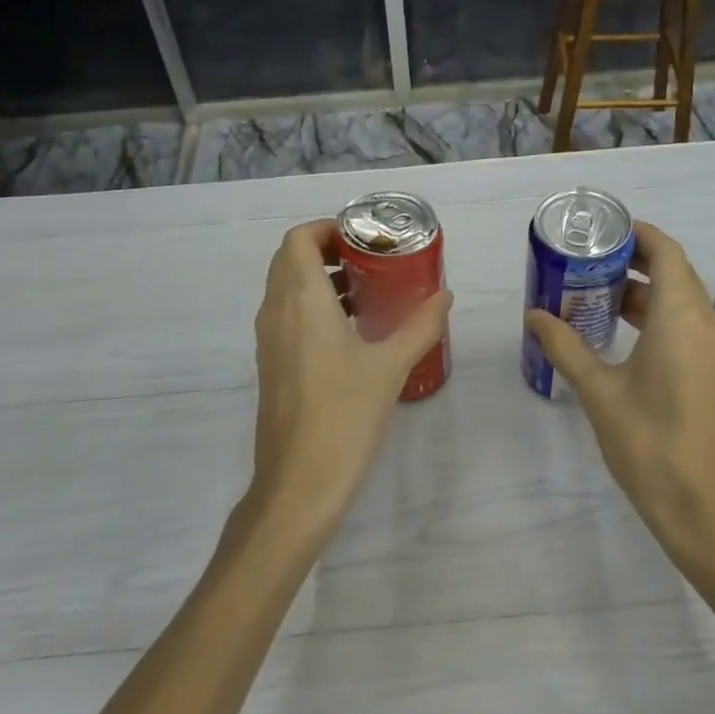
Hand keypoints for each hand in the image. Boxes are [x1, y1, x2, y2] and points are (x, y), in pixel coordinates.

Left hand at [248, 219, 452, 535]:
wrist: (297, 484)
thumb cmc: (344, 416)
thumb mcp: (391, 366)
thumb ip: (421, 325)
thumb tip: (445, 295)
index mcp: (300, 301)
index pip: (298, 239)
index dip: (328, 229)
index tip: (366, 239)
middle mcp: (276, 311)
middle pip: (291, 259)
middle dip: (329, 250)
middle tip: (373, 260)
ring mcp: (269, 339)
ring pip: (288, 287)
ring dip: (322, 278)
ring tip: (369, 291)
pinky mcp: (272, 364)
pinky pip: (288, 314)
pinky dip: (315, 305)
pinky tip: (354, 330)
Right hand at [526, 222, 714, 557]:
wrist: (704, 508)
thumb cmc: (649, 444)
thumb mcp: (599, 392)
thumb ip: (565, 347)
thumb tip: (534, 315)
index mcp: (681, 318)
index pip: (667, 252)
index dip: (638, 234)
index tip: (601, 231)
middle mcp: (705, 323)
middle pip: (674, 271)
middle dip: (633, 260)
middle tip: (587, 261)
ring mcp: (714, 348)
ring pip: (680, 298)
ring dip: (643, 289)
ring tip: (594, 292)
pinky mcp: (712, 370)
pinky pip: (685, 322)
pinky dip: (655, 313)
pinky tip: (619, 330)